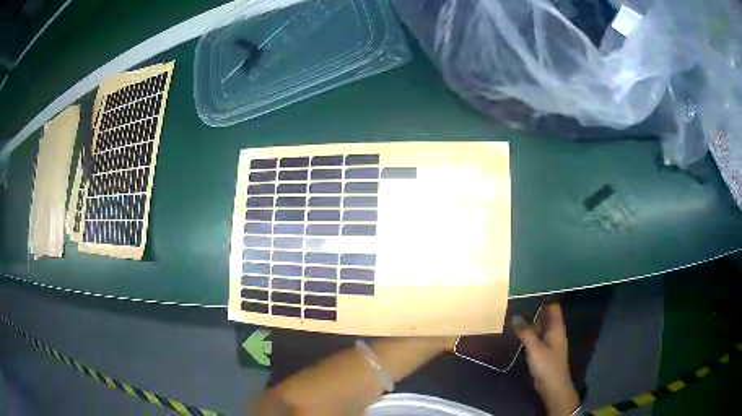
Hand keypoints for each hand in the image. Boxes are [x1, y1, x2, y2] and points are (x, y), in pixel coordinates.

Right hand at [514, 302, 578, 415]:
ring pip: (541, 326)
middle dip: (534, 309)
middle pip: (546, 315)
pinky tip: (518, 332)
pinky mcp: (545, 350)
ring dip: (531, 321)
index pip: (553, 306)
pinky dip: (530, 332)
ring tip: (515, 313)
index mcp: (556, 327)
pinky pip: (537, 336)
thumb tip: (515, 317)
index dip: (544, 297)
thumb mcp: (535, 348)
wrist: (552, 386)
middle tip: (517, 301)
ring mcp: (550, 341)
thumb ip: (525, 332)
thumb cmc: (546, 365)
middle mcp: (555, 331)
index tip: (530, 290)